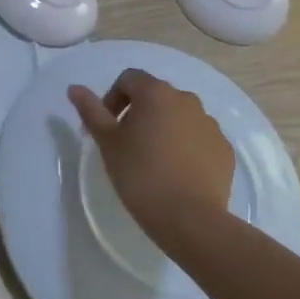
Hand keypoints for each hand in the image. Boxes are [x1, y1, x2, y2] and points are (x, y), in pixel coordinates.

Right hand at [68, 70, 235, 247]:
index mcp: (156, 93)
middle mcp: (186, 100)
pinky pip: (198, 137)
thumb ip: (91, 110)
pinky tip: (176, 171)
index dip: (113, 98)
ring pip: (179, 116)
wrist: (190, 219)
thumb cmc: (140, 174)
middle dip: (138, 112)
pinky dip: (185, 146)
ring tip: (153, 158)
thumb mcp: (107, 142)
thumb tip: (75, 88)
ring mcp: (210, 124)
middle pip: (155, 95)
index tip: (107, 127)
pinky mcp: (224, 149)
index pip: (129, 79)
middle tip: (126, 143)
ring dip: (163, 127)